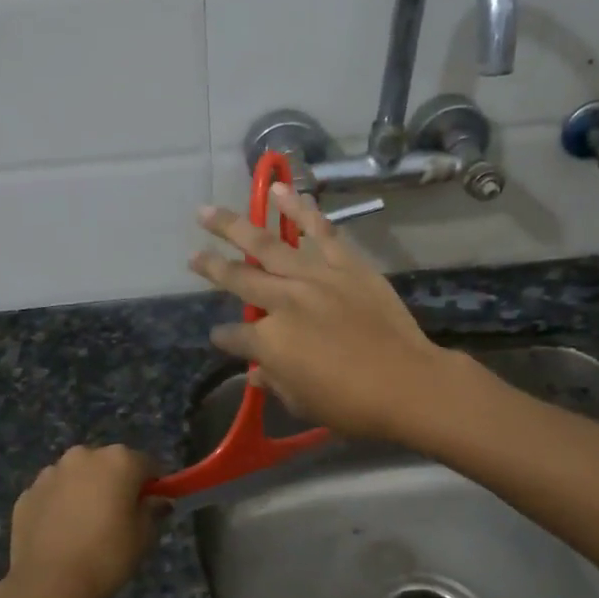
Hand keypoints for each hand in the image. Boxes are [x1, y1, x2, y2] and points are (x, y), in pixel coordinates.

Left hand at [0, 444, 161, 597]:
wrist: (48, 585)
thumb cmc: (106, 556)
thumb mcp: (144, 537)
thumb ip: (153, 511)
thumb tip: (158, 501)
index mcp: (118, 460)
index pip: (147, 464)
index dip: (152, 485)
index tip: (151, 507)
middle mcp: (83, 456)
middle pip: (109, 464)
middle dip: (116, 484)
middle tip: (118, 518)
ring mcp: (51, 473)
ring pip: (78, 476)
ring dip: (85, 491)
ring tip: (85, 527)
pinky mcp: (27, 493)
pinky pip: (53, 494)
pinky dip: (59, 505)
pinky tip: (61, 534)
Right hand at [190, 183, 451, 441]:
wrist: (406, 383)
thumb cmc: (351, 405)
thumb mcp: (302, 404)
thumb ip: (275, 382)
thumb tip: (258, 373)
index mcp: (268, 342)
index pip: (235, 336)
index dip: (225, 338)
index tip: (221, 336)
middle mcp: (283, 302)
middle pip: (238, 279)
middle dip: (211, 267)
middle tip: (192, 254)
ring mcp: (314, 278)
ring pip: (268, 245)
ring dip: (235, 226)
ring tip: (208, 211)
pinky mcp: (345, 265)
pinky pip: (319, 232)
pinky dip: (300, 209)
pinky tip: (279, 192)